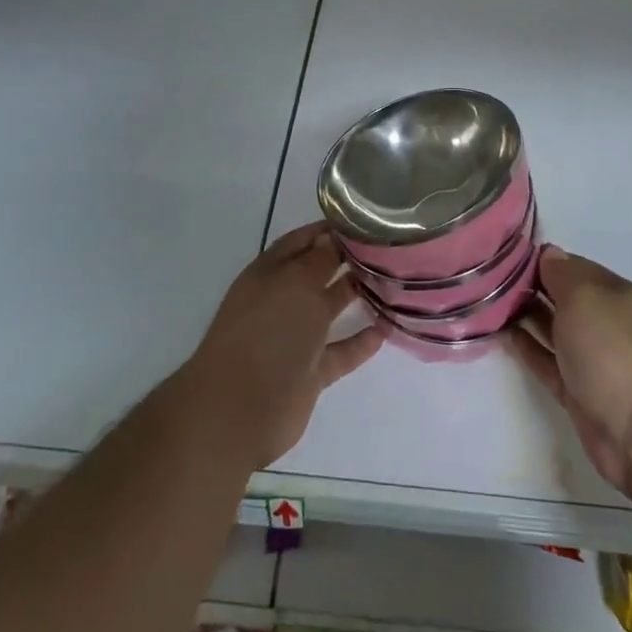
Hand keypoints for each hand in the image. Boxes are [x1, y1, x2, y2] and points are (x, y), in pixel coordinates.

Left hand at [183, 222, 384, 470]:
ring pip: (328, 311)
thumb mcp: (296, 285)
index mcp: (269, 274)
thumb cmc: (268, 333)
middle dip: (346, 260)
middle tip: (385, 249)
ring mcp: (294, 338)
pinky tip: (386, 329)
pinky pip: (339, 351)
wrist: (239, 410)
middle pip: (317, 273)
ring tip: (392, 283)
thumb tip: (333, 237)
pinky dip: (360, 342)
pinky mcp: (308, 372)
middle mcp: (280, 301)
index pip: (300, 241)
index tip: (362, 222)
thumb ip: (319, 259)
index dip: (326, 230)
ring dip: (355, 297)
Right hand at [509, 247, 631, 496]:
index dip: (541, 259)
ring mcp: (591, 359)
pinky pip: (546, 361)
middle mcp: (604, 322)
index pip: (573, 266)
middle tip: (486, 278)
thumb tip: (549, 254)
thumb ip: (562, 274)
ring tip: (485, 303)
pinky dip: (526, 348)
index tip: (505, 256)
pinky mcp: (577, 391)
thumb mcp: (586, 298)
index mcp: (614, 294)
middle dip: (529, 287)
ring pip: (551, 329)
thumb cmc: (615, 351)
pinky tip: (501, 335)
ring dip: (523, 316)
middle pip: (561, 297)